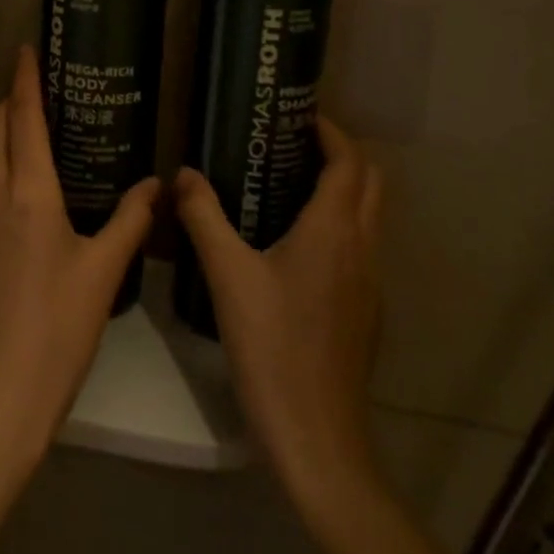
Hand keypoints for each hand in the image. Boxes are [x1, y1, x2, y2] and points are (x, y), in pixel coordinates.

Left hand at [0, 47, 158, 478]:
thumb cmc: (56, 329)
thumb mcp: (103, 271)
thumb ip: (132, 220)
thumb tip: (158, 183)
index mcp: (27, 192)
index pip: (21, 117)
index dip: (24, 79)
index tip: (25, 48)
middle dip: (11, 100)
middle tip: (37, 83)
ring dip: (3, 133)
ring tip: (33, 126)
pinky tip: (21, 184)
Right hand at [173, 116, 384, 501]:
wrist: (316, 437)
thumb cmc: (272, 346)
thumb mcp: (227, 275)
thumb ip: (203, 217)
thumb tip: (183, 174)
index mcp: (334, 230)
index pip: (349, 162)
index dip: (331, 132)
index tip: (301, 116)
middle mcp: (362, 248)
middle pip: (370, 183)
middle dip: (342, 155)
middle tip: (295, 144)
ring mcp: (370, 283)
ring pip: (369, 217)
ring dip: (344, 190)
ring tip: (291, 185)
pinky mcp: (365, 313)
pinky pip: (360, 249)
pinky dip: (340, 226)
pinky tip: (296, 246)